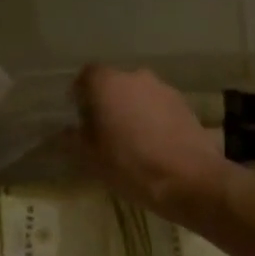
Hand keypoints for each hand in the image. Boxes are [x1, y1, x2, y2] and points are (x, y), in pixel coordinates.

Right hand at [72, 65, 227, 222]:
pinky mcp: (185, 105)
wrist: (190, 179)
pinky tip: (153, 145)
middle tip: (102, 130)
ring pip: (139, 94)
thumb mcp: (91, 158)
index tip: (78, 116)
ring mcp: (164, 89)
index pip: (86, 76)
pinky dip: (152, 119)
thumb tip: (64, 131)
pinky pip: (159, 107)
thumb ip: (74, 139)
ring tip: (130, 141)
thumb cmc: (131, 165)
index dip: (80, 94)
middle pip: (114, 83)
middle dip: (107, 102)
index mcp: (108, 84)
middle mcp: (136, 77)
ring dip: (132, 110)